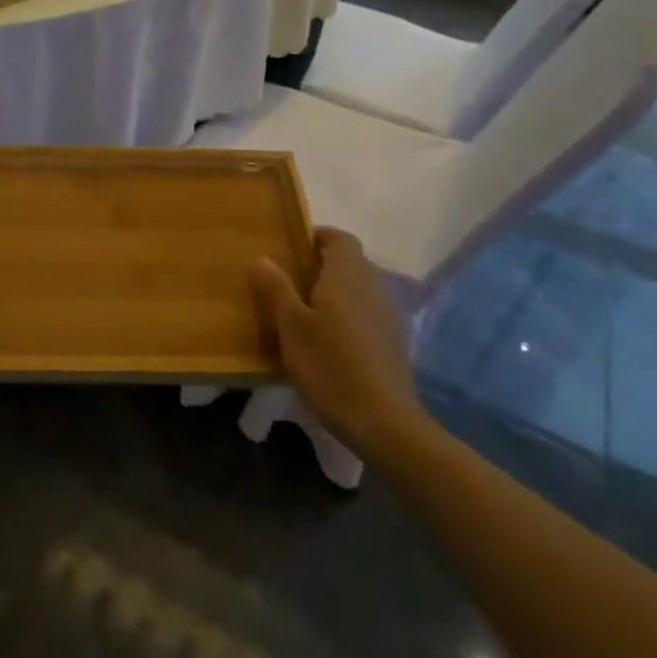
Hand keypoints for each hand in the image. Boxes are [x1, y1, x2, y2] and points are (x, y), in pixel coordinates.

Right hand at [248, 228, 425, 456]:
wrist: (382, 421)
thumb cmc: (329, 365)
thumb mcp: (291, 326)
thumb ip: (277, 289)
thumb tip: (262, 258)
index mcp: (347, 277)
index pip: (340, 238)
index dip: (318, 236)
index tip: (293, 246)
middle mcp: (373, 287)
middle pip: (352, 261)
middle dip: (324, 263)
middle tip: (291, 278)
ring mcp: (388, 315)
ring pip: (361, 287)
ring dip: (337, 289)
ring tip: (307, 309)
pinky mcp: (393, 341)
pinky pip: (368, 311)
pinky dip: (349, 313)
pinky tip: (330, 338)